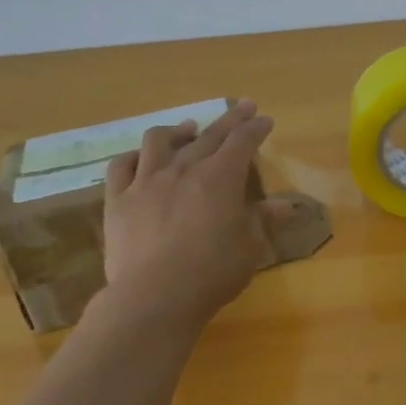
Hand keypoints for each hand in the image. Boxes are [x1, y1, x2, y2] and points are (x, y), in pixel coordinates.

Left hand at [98, 100, 288, 332]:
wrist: (154, 297)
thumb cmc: (212, 272)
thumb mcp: (250, 246)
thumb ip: (264, 220)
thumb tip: (288, 205)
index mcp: (221, 177)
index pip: (242, 141)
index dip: (255, 128)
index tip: (264, 120)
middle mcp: (184, 169)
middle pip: (209, 134)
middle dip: (230, 120)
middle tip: (242, 107)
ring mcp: (146, 181)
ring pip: (160, 141)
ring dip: (177, 131)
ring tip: (187, 129)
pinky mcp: (118, 200)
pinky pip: (121, 166)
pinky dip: (133, 157)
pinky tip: (140, 158)